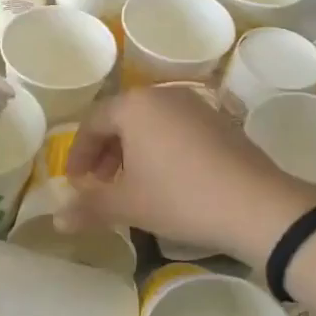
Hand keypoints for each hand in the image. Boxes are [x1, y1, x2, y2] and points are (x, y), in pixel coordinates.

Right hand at [65, 85, 315, 266]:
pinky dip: (162, 150)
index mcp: (134, 105)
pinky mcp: (221, 121)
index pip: (92, 123)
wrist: (258, 206)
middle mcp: (162, 95)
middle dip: (104, 153)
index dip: (78, 155)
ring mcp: (196, 105)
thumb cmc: (181, 197)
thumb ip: (89, 208)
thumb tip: (57, 221)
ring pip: (150, 124)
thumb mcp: (129, 205)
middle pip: (121, 119)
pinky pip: (177, 129)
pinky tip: (168, 180)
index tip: (74, 184)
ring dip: (133, 151)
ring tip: (132, 185)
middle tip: (98, 185)